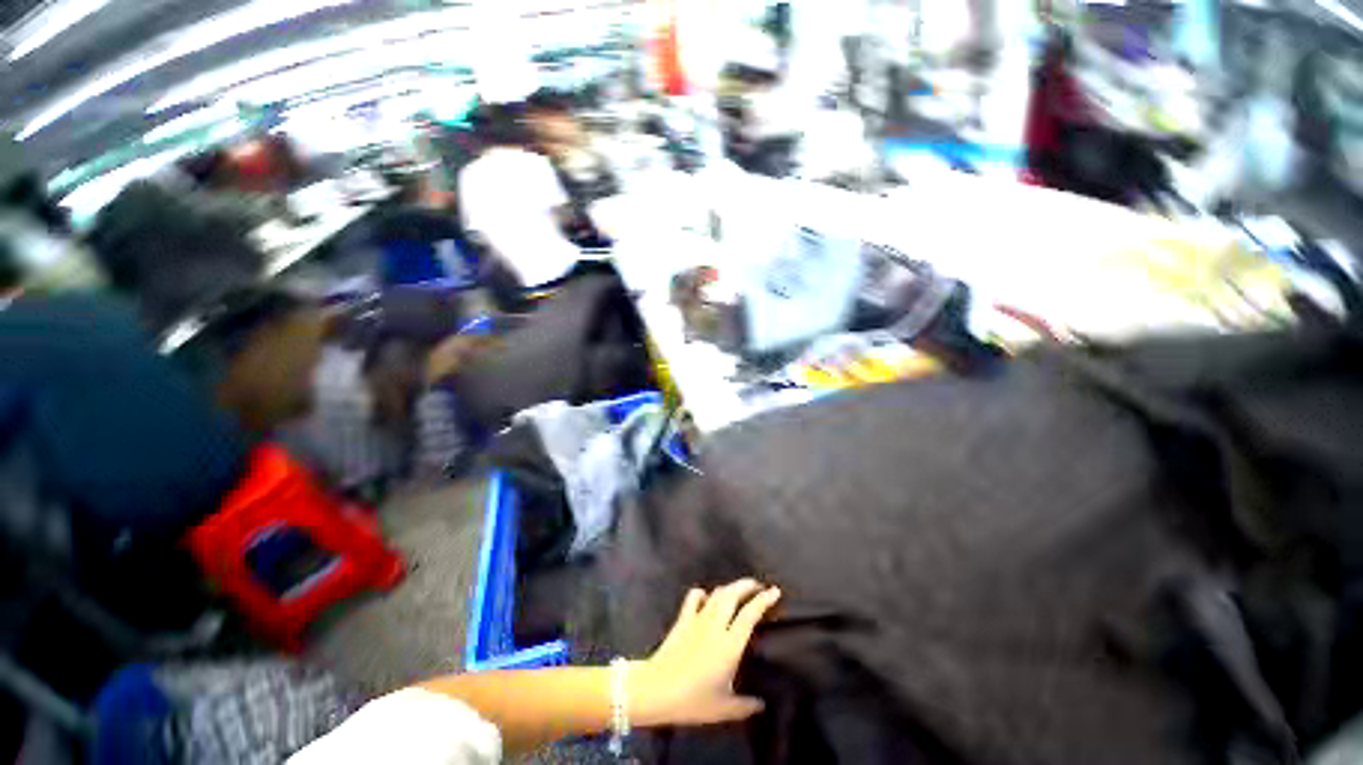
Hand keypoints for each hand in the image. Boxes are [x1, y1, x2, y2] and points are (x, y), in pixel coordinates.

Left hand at [629, 579, 781, 727]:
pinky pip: (694, 597)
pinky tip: (706, 597)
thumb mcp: (724, 709)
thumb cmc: (693, 700)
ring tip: (738, 591)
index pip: (750, 614)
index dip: (763, 600)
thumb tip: (761, 704)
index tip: (775, 591)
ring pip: (716, 593)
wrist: (657, 689)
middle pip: (733, 594)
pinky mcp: (683, 619)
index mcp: (729, 644)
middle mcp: (715, 625)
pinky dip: (703, 593)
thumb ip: (745, 706)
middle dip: (747, 585)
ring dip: (730, 588)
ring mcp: (697, 619)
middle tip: (758, 586)